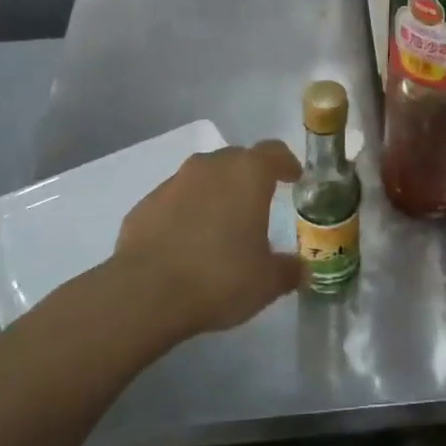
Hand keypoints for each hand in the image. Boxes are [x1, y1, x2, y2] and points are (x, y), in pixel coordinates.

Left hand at [111, 141, 304, 338]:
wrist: (146, 294)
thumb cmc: (219, 277)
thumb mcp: (266, 282)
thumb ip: (288, 270)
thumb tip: (300, 269)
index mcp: (247, 174)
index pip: (274, 152)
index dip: (286, 163)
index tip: (293, 177)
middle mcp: (210, 167)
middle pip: (236, 160)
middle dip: (249, 177)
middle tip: (258, 204)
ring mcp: (172, 183)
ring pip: (202, 178)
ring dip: (215, 193)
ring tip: (220, 225)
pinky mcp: (144, 205)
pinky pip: (174, 201)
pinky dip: (185, 213)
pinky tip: (186, 244)